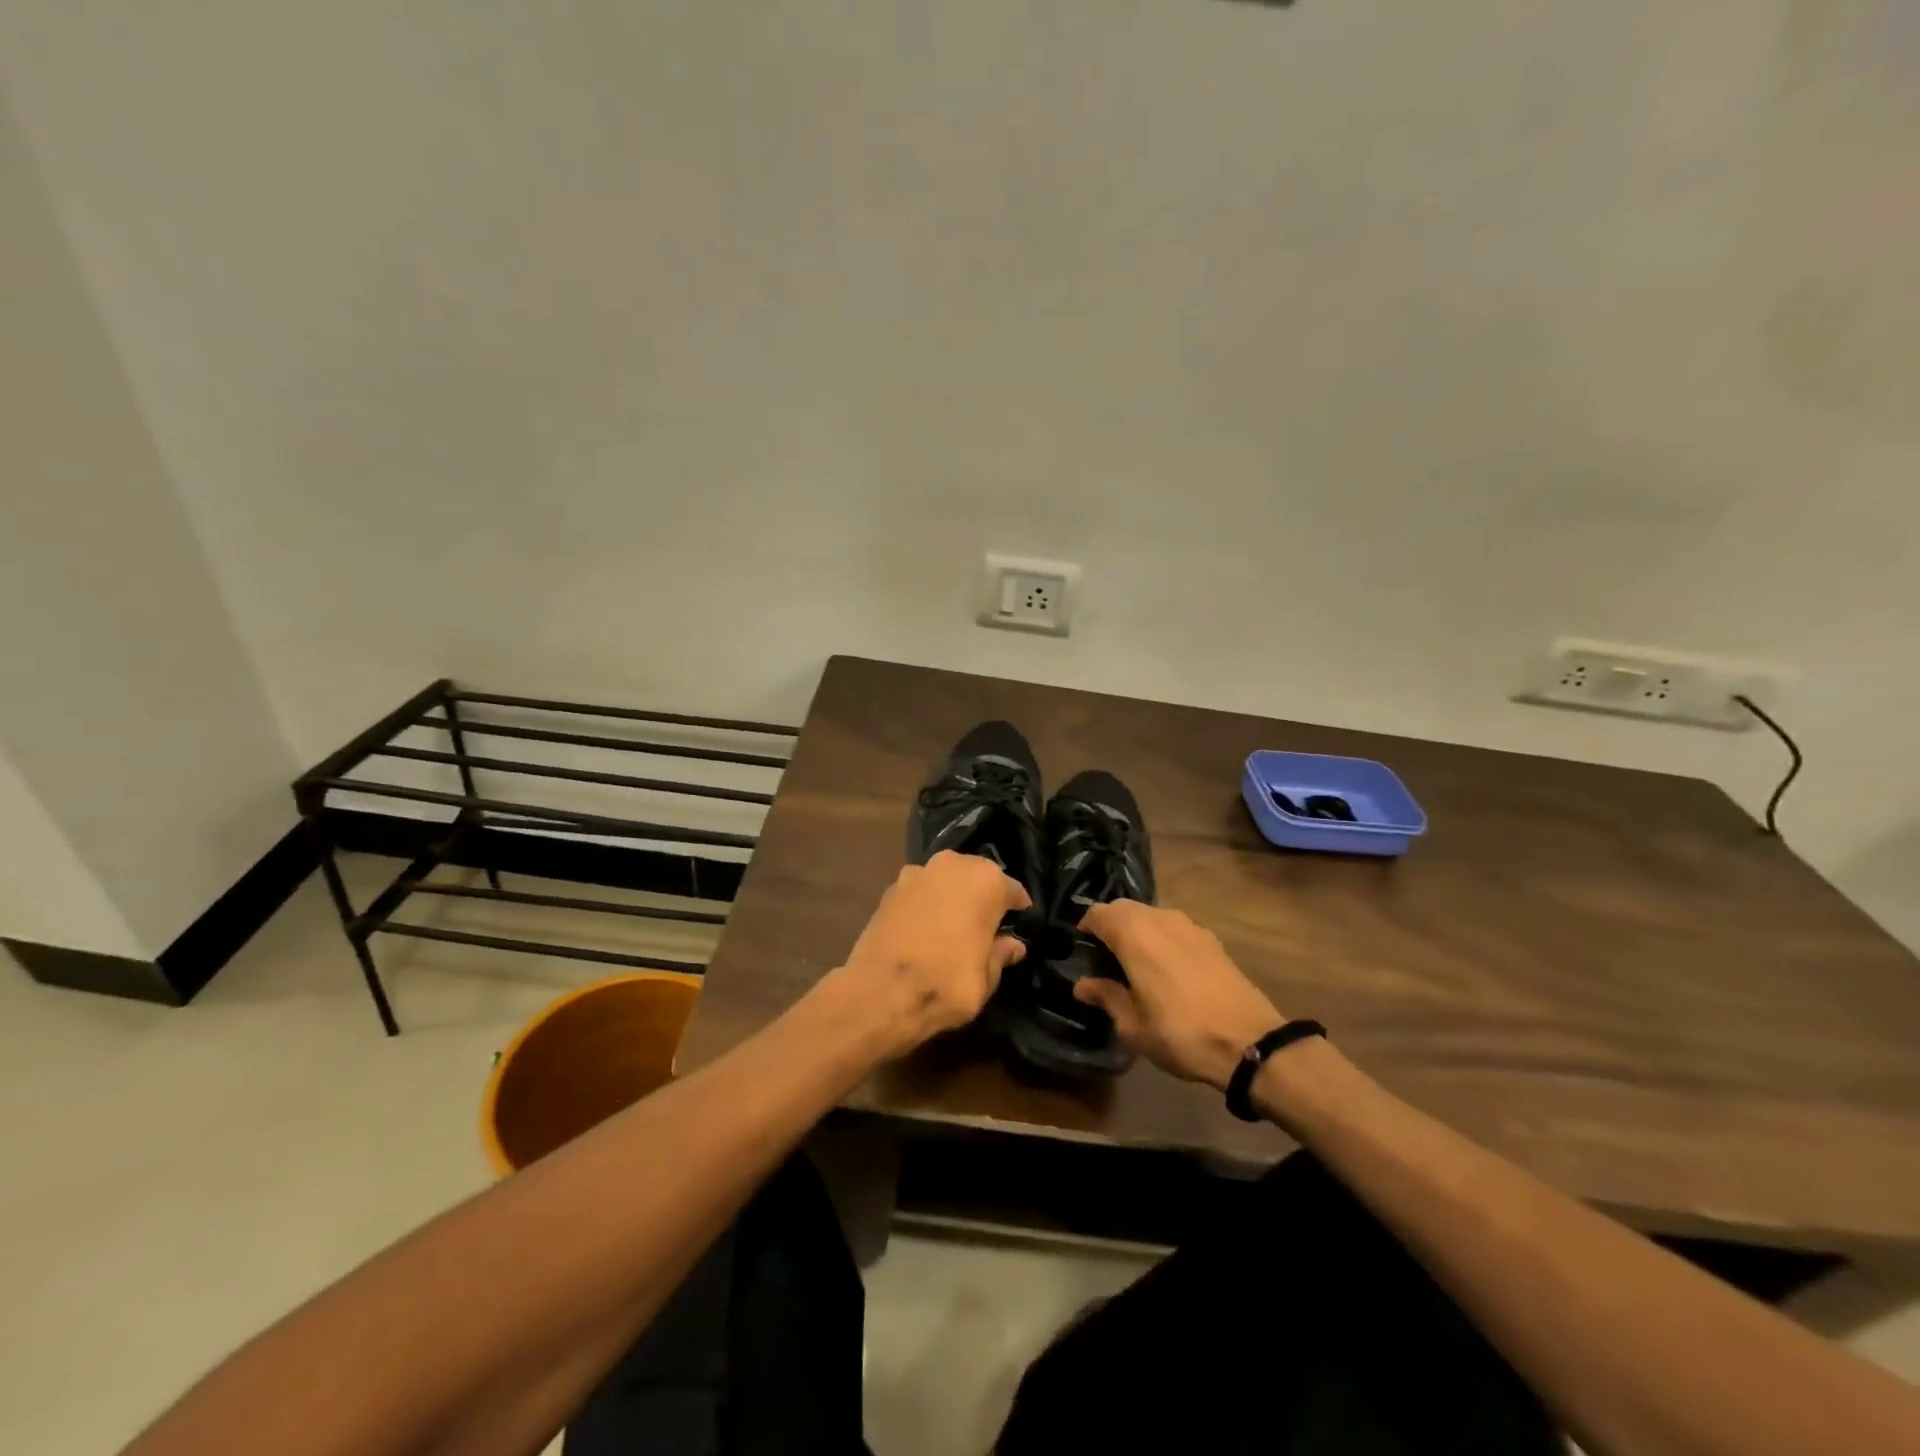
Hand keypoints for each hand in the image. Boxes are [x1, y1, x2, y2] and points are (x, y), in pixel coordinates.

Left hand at [827, 850, 1029, 1057]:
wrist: (879, 993)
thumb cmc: (946, 984)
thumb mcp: (986, 979)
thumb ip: (1000, 954)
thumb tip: (1012, 945)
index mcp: (985, 881)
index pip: (1011, 890)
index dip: (1017, 908)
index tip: (1020, 921)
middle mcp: (952, 865)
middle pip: (976, 876)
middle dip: (983, 896)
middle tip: (986, 924)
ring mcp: (917, 872)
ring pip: (945, 880)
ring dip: (952, 896)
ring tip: (953, 925)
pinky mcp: (889, 888)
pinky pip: (920, 892)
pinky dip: (926, 904)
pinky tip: (926, 928)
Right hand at [1074, 901, 1283, 1091]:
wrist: (1250, 1043)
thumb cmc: (1180, 1033)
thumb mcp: (1133, 1025)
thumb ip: (1106, 997)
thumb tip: (1083, 984)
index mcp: (1134, 933)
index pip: (1098, 913)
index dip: (1085, 929)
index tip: (1082, 952)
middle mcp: (1160, 918)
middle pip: (1124, 908)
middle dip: (1111, 927)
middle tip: (1106, 959)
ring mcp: (1189, 925)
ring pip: (1151, 916)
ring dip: (1138, 931)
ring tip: (1137, 965)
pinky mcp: (1211, 939)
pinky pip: (1175, 928)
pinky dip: (1163, 939)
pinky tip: (1168, 970)